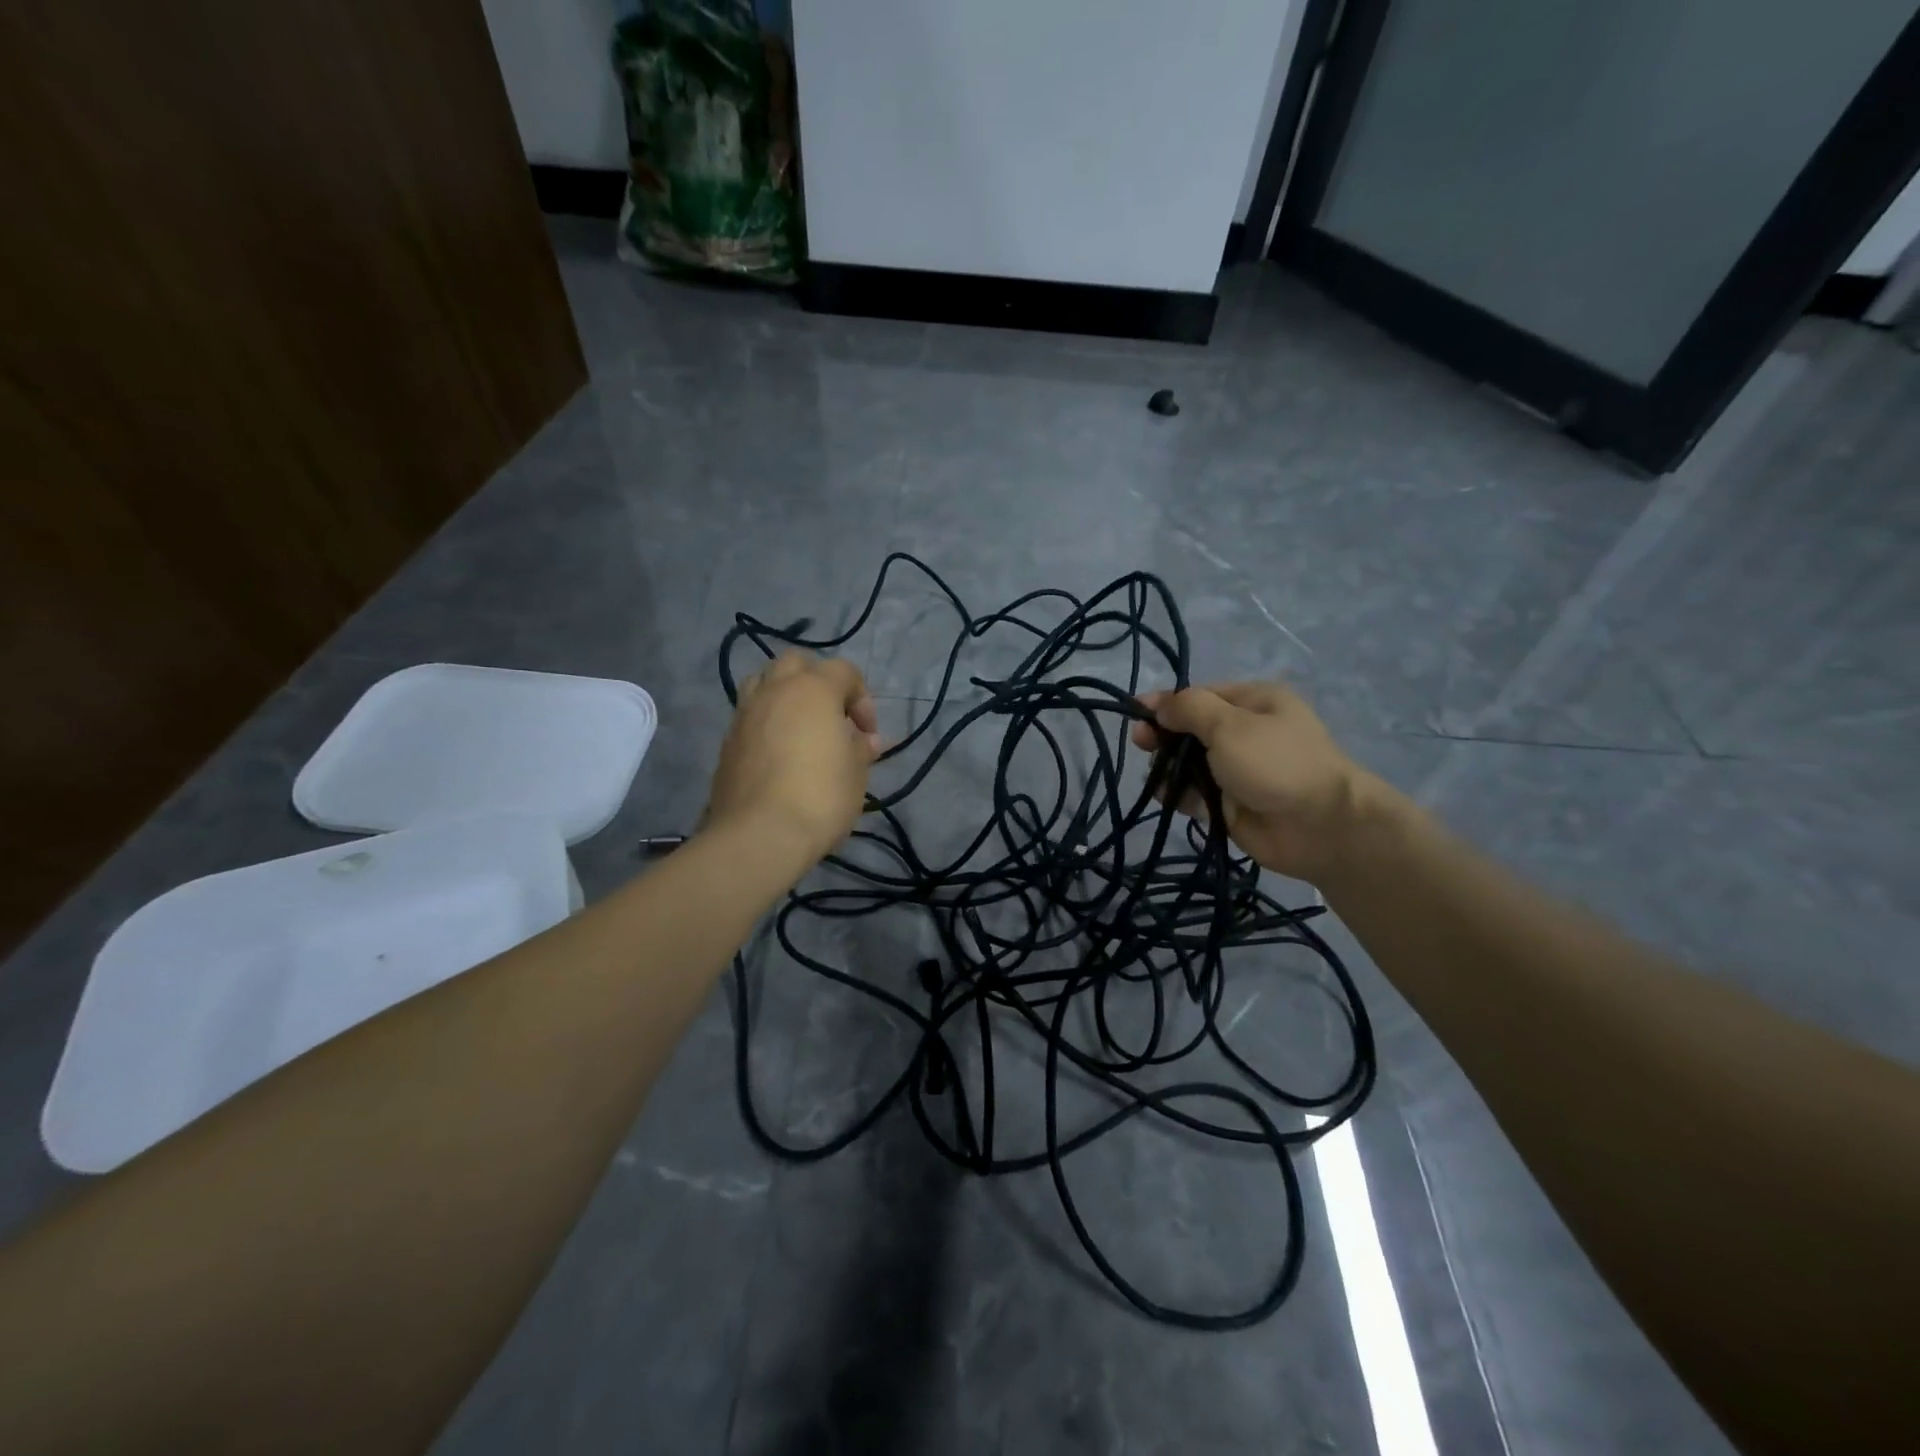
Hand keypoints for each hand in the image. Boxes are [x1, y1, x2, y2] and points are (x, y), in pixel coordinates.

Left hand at [706, 652, 880, 868]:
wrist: (759, 835)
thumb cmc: (820, 797)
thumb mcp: (856, 773)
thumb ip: (861, 749)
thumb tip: (867, 740)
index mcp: (813, 689)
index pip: (844, 671)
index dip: (862, 699)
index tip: (867, 735)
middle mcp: (775, 690)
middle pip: (797, 664)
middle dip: (818, 682)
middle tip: (831, 718)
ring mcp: (745, 713)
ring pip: (764, 682)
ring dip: (785, 695)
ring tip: (800, 729)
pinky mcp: (727, 741)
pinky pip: (750, 715)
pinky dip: (767, 722)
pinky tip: (779, 754)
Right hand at [1129, 680, 1388, 882]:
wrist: (1319, 827)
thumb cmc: (1275, 763)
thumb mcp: (1230, 724)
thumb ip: (1188, 709)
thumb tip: (1159, 704)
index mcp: (1252, 702)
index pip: (1198, 696)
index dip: (1166, 703)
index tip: (1134, 713)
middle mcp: (1244, 732)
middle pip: (1190, 729)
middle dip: (1164, 736)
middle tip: (1142, 745)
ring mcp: (1236, 769)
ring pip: (1187, 762)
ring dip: (1168, 768)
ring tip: (1159, 778)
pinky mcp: (1229, 802)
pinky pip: (1193, 792)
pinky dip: (1178, 793)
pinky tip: (1169, 797)